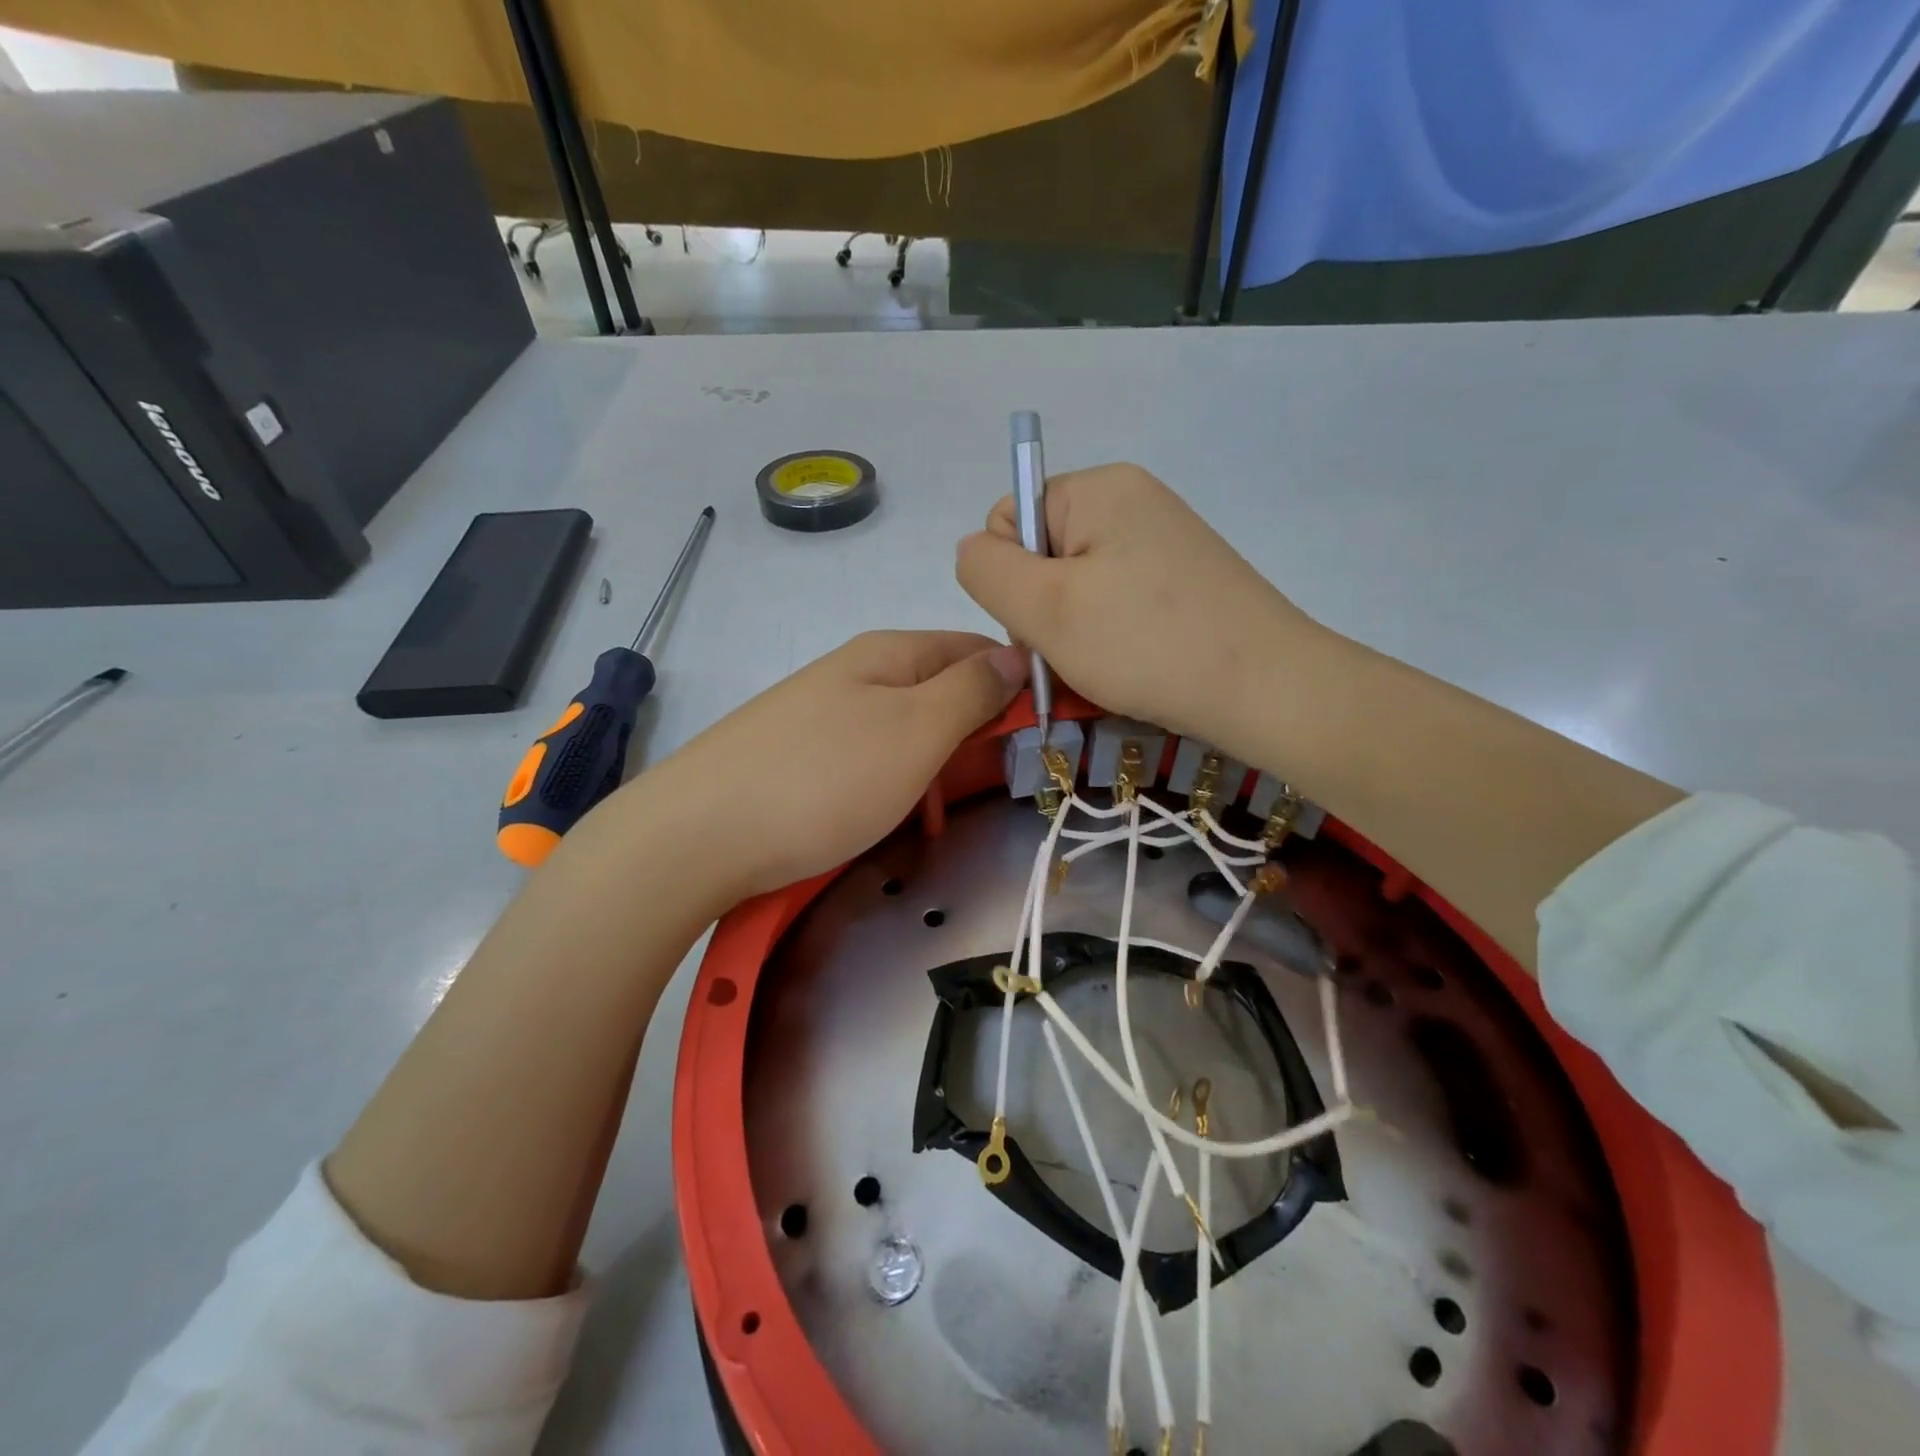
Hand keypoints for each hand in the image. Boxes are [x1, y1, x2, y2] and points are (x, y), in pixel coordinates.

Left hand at [635, 631, 1025, 903]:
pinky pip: (867, 757)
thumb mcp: (916, 730)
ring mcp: (820, 713)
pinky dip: (891, 783)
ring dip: (933, 763)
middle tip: (992, 781)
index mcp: (889, 652)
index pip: (974, 647)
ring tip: (936, 811)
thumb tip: (1014, 653)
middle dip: (974, 730)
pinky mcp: (796, 754)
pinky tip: (887, 815)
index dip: (1014, 682)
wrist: (698, 835)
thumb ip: (971, 690)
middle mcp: (854, 671)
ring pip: (904, 727)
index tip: (1043, 731)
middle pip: (939, 687)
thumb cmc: (825, 780)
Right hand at [955, 463, 1321, 746]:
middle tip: (1074, 653)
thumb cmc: (1145, 645)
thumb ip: (986, 570)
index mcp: (1098, 488)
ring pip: (1078, 585)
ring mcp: (1164, 540)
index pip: (1009, 519)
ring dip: (1074, 630)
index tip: (1043, 623)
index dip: (1009, 578)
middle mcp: (1133, 499)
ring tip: (1105, 666)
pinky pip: (1117, 601)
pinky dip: (1110, 636)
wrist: (1267, 690)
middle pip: (1044, 553)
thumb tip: (973, 549)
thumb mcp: (1045, 608)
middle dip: (1043, 608)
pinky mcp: (1185, 579)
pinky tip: (1131, 664)